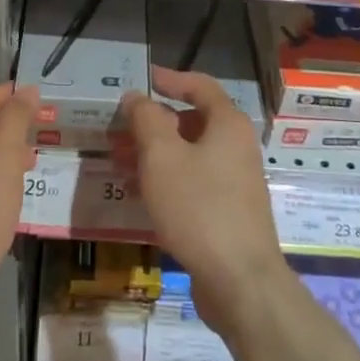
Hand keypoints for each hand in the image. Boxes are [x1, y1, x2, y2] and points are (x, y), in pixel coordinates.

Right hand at [118, 66, 289, 337]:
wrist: (240, 281)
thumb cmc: (199, 207)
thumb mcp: (162, 156)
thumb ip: (146, 119)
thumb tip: (136, 97)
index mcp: (228, 124)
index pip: (200, 86)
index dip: (170, 79)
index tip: (143, 80)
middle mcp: (236, 146)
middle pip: (192, 121)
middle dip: (153, 123)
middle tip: (119, 130)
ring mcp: (235, 181)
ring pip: (190, 154)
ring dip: (155, 153)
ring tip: (119, 161)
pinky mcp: (228, 212)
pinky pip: (193, 182)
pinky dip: (167, 179)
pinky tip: (140, 193)